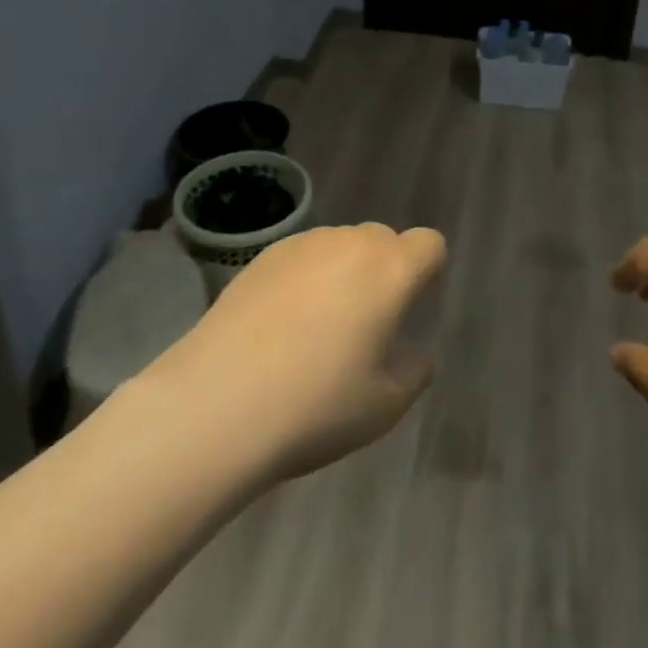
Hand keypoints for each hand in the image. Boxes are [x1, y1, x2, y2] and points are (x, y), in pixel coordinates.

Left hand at [142, 223, 447, 483]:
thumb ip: (413, 371)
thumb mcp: (383, 406)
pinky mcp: (262, 256)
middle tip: (366, 325)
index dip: (427, 272)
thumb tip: (414, 354)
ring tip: (316, 327)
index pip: (429, 244)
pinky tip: (279, 325)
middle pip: (383, 240)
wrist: (217, 403)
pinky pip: (302, 257)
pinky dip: (304, 278)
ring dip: (343, 272)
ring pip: (341, 245)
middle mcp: (351, 243)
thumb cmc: (316, 405)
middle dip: (384, 272)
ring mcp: (303, 245)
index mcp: (391, 270)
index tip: (411, 308)